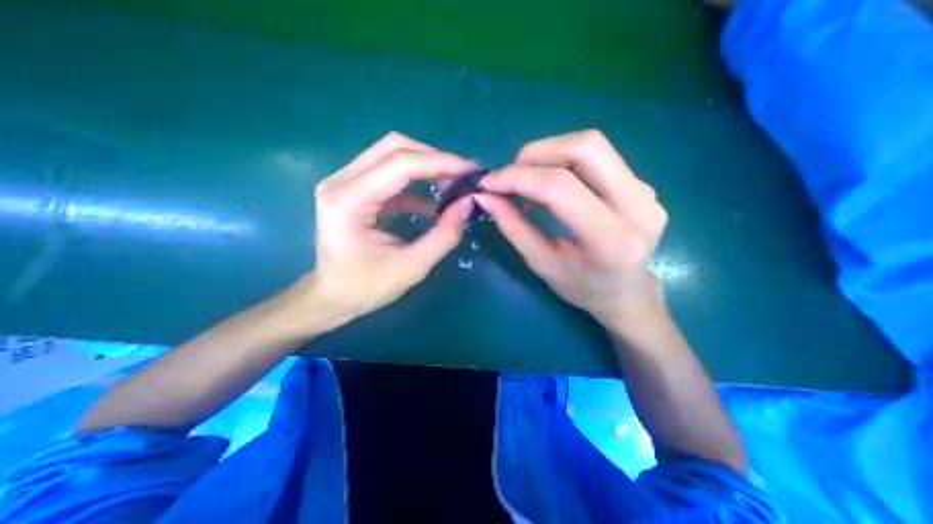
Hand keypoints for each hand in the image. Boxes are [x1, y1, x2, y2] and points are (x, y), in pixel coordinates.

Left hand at [296, 130, 474, 326]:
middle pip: (394, 147)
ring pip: (391, 155)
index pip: (400, 163)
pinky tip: (431, 203)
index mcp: (349, 201)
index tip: (471, 171)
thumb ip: (444, 235)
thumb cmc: (367, 287)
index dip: (440, 162)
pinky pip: (388, 174)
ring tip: (451, 186)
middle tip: (461, 178)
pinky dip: (414, 182)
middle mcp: (341, 182)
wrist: (331, 297)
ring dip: (425, 167)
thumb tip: (467, 203)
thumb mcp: (413, 266)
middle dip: (434, 159)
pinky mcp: (351, 189)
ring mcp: (343, 182)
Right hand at [475, 130, 670, 326]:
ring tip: (529, 181)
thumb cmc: (582, 288)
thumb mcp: (541, 263)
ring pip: (592, 145)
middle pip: (585, 148)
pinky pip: (597, 157)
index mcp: (612, 240)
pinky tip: (551, 184)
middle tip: (510, 176)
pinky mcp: (642, 183)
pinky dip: (564, 161)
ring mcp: (645, 190)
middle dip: (536, 154)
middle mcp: (638, 206)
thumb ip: (513, 227)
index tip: (488, 183)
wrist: (627, 292)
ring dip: (549, 154)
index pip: (561, 187)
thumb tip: (485, 196)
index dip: (518, 178)